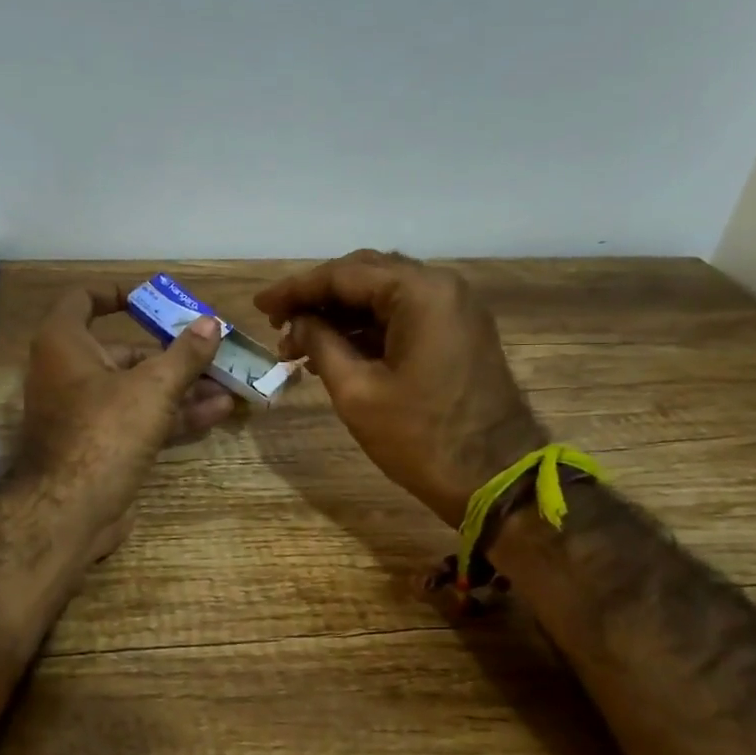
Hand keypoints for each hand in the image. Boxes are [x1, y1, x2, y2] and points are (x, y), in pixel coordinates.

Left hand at [15, 286, 235, 560]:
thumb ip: (185, 354)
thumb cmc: (105, 431)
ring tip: (228, 383)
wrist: (70, 511)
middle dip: (172, 352)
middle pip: (123, 351)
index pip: (82, 300)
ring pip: (137, 390)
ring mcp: (85, 414)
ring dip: (182, 386)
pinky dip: (172, 414)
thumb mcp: (153, 387)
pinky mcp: (101, 447)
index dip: (116, 294)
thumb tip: (212, 324)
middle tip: (213, 351)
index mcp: (64, 344)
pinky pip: (139, 420)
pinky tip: (216, 412)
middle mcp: (69, 373)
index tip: (151, 299)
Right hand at [254, 252, 544, 526]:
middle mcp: (442, 288)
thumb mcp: (356, 391)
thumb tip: (297, 322)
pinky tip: (333, 350)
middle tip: (277, 322)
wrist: (495, 479)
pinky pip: (403, 317)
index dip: (295, 289)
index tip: (260, 307)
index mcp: (420, 293)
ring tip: (297, 344)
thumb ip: (320, 344)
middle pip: (365, 276)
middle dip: (317, 298)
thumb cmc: (420, 438)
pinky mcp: (457, 334)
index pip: (344, 274)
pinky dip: (365, 329)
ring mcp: (454, 310)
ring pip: (383, 296)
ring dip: (339, 315)